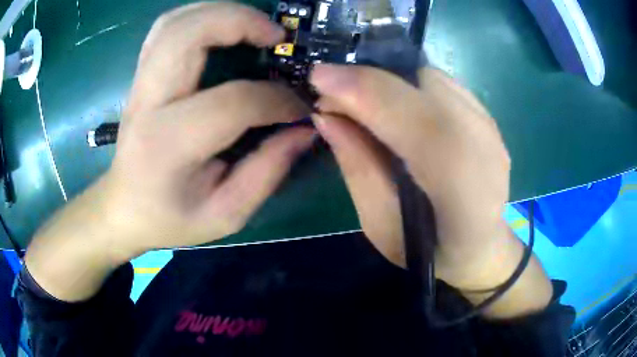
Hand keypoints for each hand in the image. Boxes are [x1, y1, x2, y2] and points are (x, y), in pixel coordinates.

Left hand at [25, 2, 312, 300]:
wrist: (123, 208)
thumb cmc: (170, 217)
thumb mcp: (226, 214)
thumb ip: (269, 171)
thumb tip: (305, 128)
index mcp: (169, 143)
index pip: (233, 101)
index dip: (277, 99)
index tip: (300, 106)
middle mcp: (149, 101)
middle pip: (190, 33)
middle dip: (241, 21)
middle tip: (276, 37)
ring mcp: (141, 82)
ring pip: (176, 21)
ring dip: (221, 11)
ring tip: (255, 27)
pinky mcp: (141, 75)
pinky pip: (168, 27)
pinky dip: (200, 16)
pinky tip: (222, 28)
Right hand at [310, 65, 551, 317]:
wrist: (481, 246)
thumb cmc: (428, 251)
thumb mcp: (380, 224)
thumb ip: (357, 167)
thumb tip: (327, 116)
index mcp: (458, 184)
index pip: (410, 117)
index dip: (360, 89)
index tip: (318, 78)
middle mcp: (482, 144)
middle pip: (421, 83)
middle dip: (369, 80)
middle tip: (335, 95)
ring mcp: (490, 127)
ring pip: (431, 77)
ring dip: (391, 82)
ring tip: (366, 105)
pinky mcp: (489, 118)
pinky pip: (443, 84)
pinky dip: (412, 87)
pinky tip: (401, 110)